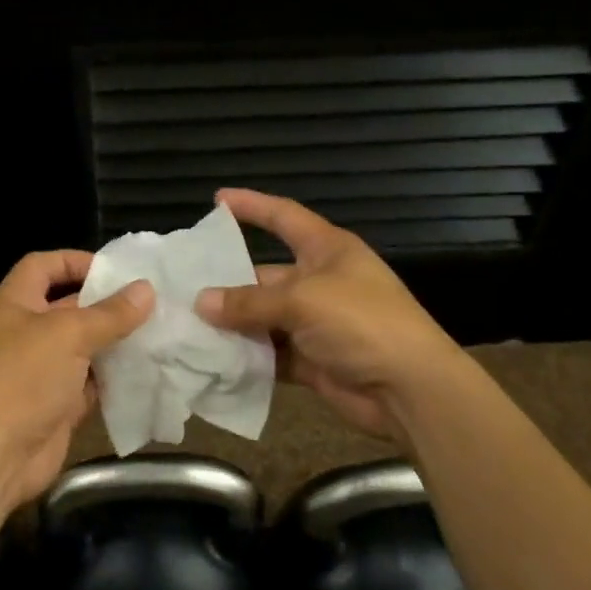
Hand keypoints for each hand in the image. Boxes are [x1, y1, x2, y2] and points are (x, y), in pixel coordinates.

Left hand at [0, 250, 153, 511]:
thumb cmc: (23, 378)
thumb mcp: (69, 335)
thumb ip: (110, 313)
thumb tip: (146, 289)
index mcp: (14, 303)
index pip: (43, 266)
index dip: (75, 260)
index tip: (115, 268)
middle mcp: (24, 332)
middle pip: (68, 306)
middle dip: (106, 304)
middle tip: (151, 301)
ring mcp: (40, 370)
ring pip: (83, 347)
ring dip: (115, 342)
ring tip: (158, 332)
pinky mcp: (56, 404)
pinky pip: (89, 382)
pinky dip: (113, 377)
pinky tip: (147, 369)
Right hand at [194, 189, 457, 437]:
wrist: (410, 390)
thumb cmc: (362, 324)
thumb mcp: (302, 302)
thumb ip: (249, 303)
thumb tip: (201, 303)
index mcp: (327, 250)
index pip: (284, 217)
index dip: (253, 206)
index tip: (217, 199)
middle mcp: (319, 282)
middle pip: (264, 275)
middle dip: (227, 283)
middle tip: (181, 288)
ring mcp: (315, 323)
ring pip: (262, 317)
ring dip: (232, 325)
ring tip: (186, 326)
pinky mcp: (311, 358)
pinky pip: (270, 353)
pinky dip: (246, 357)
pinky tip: (211, 359)